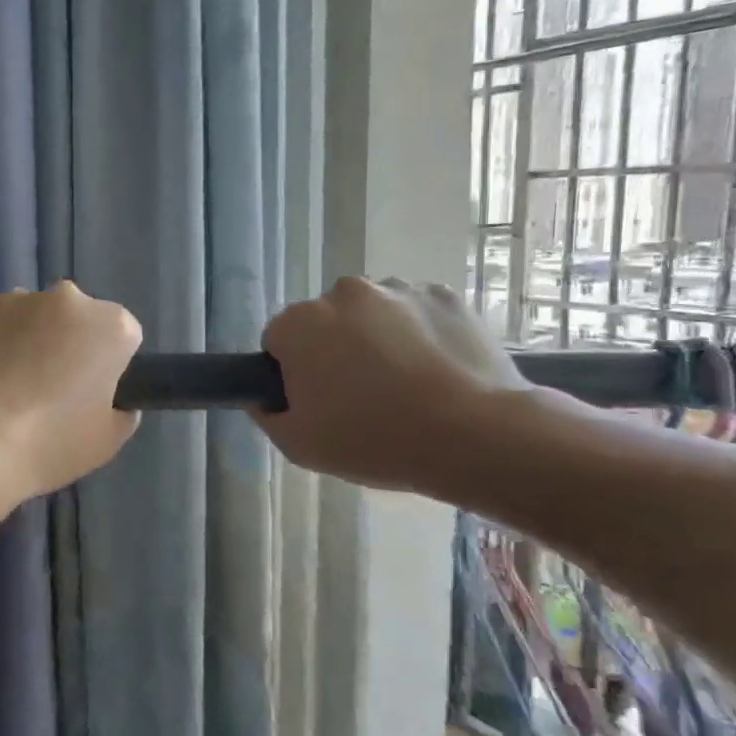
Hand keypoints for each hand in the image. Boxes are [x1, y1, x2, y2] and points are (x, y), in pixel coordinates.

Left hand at [0, 282, 142, 497]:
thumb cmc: (50, 443)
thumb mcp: (107, 441)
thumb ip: (120, 412)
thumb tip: (113, 403)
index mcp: (109, 325)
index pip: (121, 336)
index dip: (107, 365)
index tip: (90, 394)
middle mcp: (64, 298)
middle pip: (72, 317)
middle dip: (64, 342)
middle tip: (46, 389)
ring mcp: (11, 299)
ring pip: (26, 316)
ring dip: (22, 340)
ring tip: (2, 388)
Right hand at [252, 277, 529, 490]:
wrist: (473, 436)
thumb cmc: (372, 440)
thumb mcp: (298, 445)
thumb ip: (267, 415)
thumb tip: (262, 399)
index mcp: (299, 323)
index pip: (278, 341)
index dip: (292, 373)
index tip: (315, 401)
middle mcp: (342, 293)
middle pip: (325, 321)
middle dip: (334, 349)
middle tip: (359, 396)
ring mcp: (397, 289)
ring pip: (372, 314)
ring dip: (377, 338)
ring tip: (405, 385)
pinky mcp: (444, 295)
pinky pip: (417, 313)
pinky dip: (420, 333)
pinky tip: (436, 371)